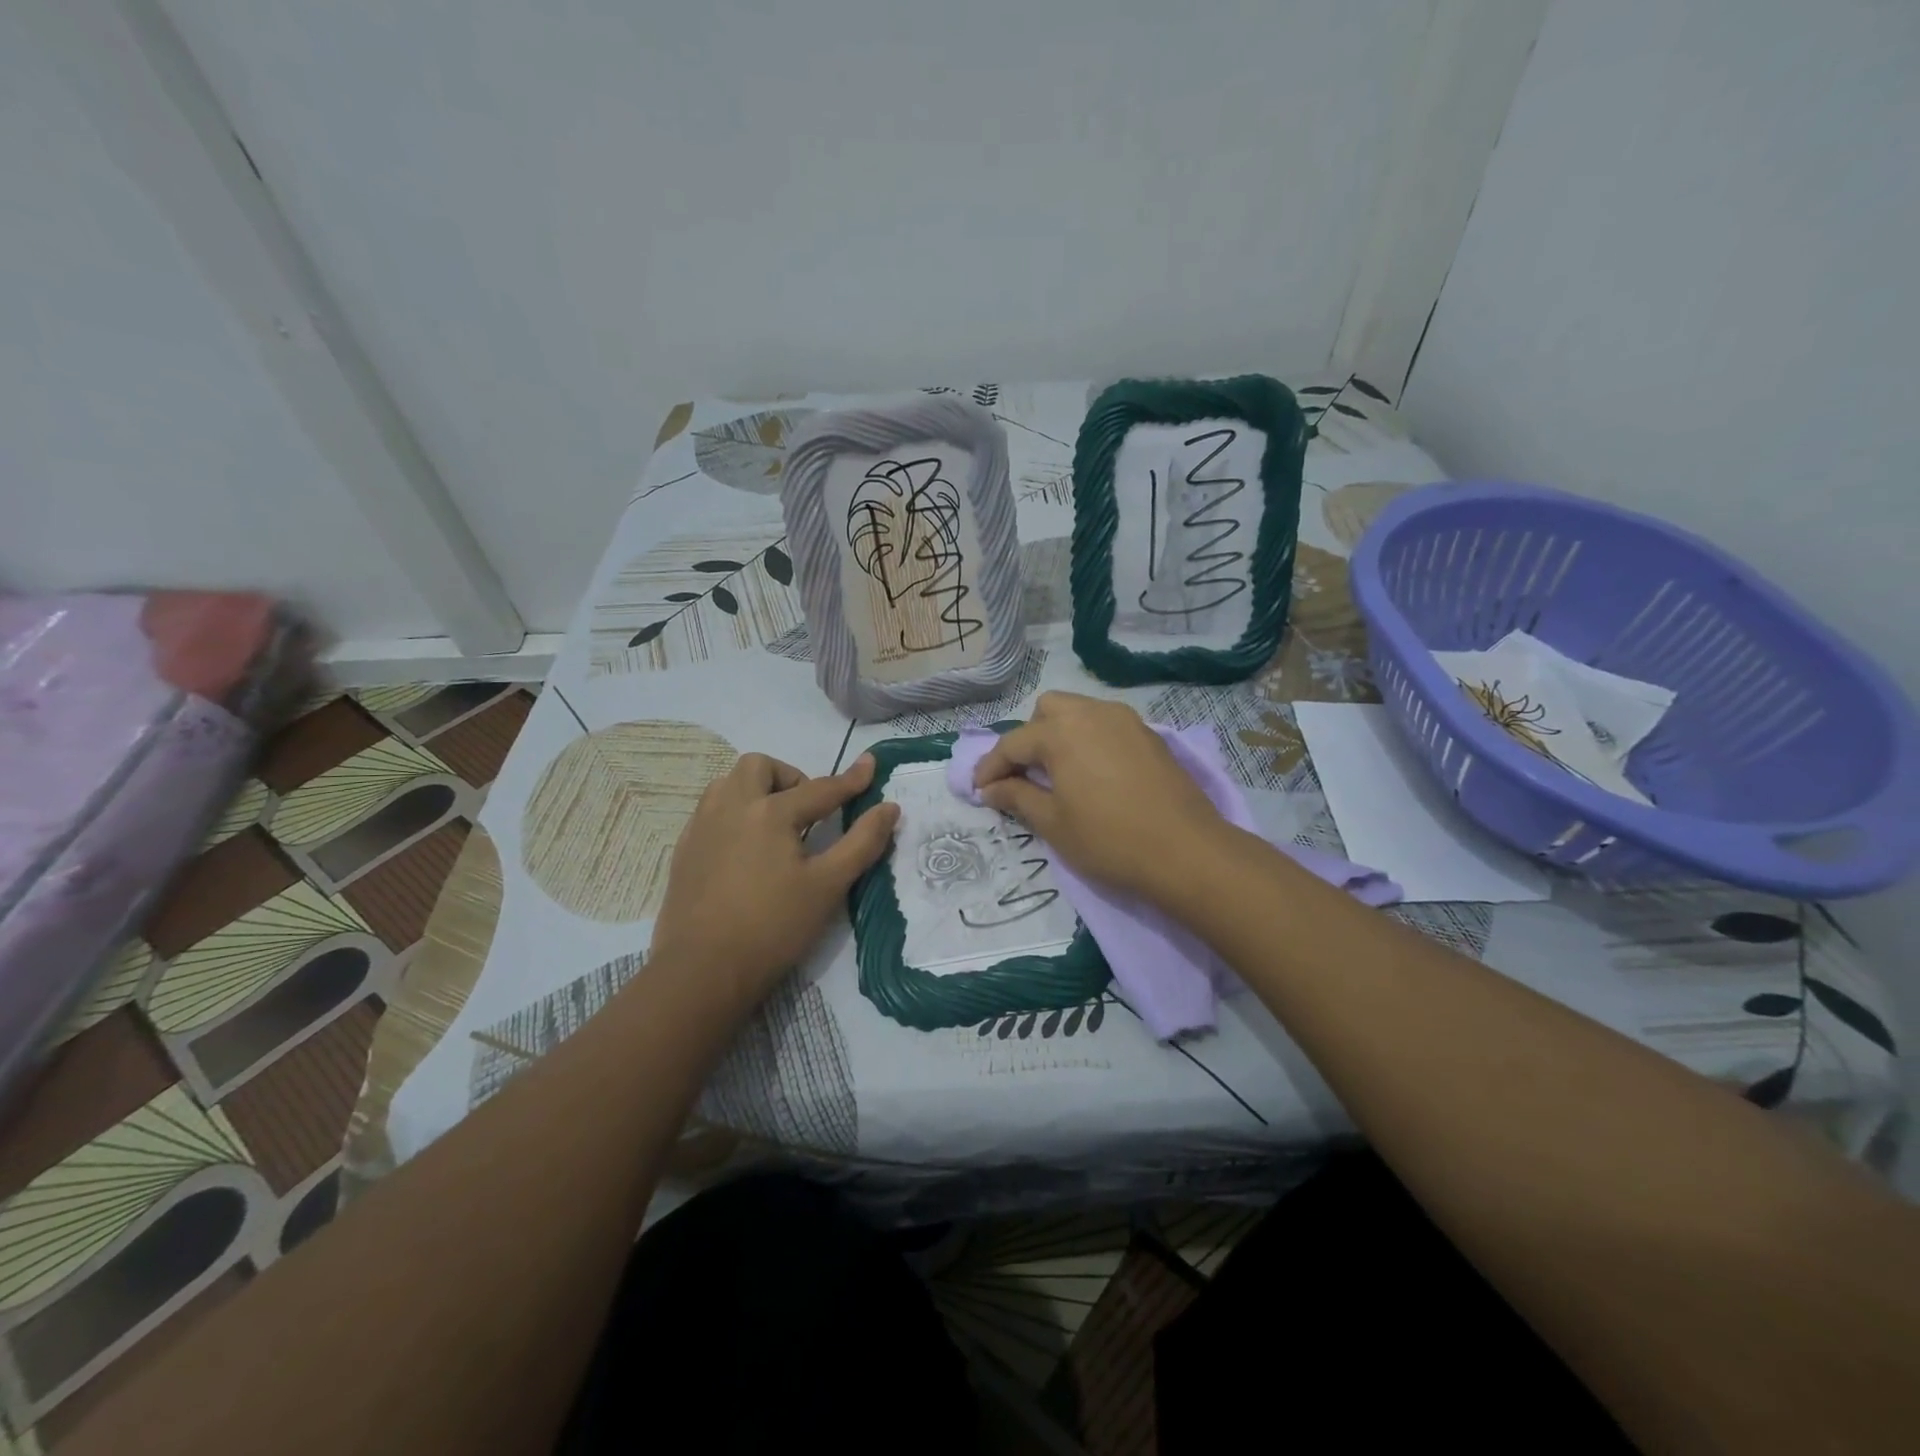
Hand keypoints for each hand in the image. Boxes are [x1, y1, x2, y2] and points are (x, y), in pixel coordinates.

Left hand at [650, 752, 898, 1015]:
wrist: (702, 972)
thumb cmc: (773, 927)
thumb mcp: (828, 886)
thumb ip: (862, 842)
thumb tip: (889, 808)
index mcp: (770, 812)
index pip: (820, 788)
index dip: (851, 779)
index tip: (871, 764)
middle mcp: (732, 807)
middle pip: (760, 766)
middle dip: (789, 778)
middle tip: (807, 813)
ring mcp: (701, 827)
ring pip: (729, 783)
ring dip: (757, 790)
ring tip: (775, 827)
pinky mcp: (684, 850)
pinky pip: (711, 811)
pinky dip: (734, 813)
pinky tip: (745, 849)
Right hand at [972, 692, 1227, 902]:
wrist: (1187, 851)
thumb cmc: (1109, 839)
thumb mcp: (1053, 823)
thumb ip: (1017, 797)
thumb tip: (991, 788)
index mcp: (1061, 731)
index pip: (1013, 743)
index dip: (991, 767)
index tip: (980, 791)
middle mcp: (1093, 713)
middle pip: (1048, 710)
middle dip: (1029, 738)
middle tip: (1025, 776)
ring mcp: (1126, 721)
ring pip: (1080, 712)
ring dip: (1060, 735)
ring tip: (1059, 774)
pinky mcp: (1150, 736)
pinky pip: (1107, 726)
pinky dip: (1090, 740)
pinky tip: (1094, 774)